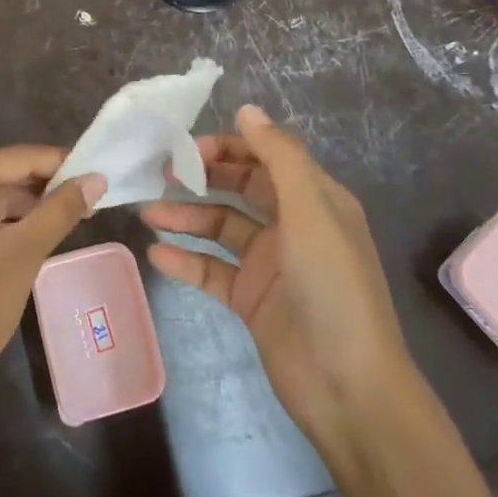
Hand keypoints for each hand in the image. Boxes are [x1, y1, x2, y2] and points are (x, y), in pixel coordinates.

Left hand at [0, 146, 104, 435]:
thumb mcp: (25, 253)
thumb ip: (61, 209)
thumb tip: (96, 178)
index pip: (12, 158)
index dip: (55, 161)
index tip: (93, 168)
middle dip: (42, 185)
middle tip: (86, 195)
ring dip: (25, 204)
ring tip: (69, 213)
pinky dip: (4, 221)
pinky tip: (35, 230)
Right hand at [141, 105, 415, 464]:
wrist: (348, 387)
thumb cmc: (332, 287)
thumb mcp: (311, 211)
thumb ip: (279, 157)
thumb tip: (247, 109)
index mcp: (315, 200)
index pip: (267, 157)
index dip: (231, 147)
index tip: (190, 148)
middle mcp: (292, 226)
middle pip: (241, 189)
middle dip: (203, 178)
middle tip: (162, 173)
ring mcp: (269, 264)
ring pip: (220, 228)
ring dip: (186, 218)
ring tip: (149, 213)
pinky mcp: (250, 300)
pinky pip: (211, 270)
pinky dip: (186, 260)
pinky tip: (157, 254)